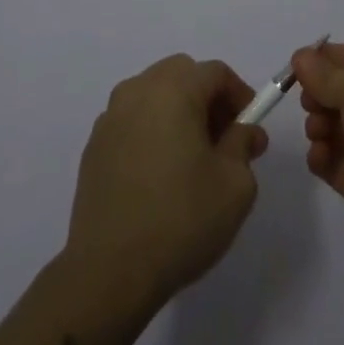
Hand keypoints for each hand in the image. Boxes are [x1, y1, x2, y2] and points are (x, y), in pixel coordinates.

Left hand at [64, 54, 267, 312]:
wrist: (109, 272)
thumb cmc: (181, 220)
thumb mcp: (234, 185)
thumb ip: (243, 145)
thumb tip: (245, 131)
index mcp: (173, 90)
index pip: (215, 72)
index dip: (240, 95)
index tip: (250, 129)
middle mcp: (137, 91)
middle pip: (181, 74)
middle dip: (207, 98)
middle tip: (223, 140)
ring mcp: (110, 118)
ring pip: (153, 95)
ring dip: (177, 112)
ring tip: (191, 158)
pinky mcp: (93, 147)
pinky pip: (131, 121)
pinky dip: (151, 131)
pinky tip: (159, 175)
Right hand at [294, 40, 343, 279]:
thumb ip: (325, 72)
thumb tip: (301, 58)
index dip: (324, 58)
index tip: (295, 66)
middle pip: (341, 91)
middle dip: (319, 94)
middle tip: (310, 104)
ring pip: (334, 126)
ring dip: (317, 125)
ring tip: (318, 134)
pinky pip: (333, 160)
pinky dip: (321, 156)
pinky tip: (320, 158)